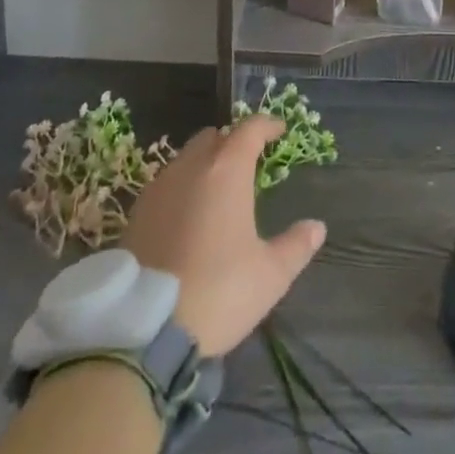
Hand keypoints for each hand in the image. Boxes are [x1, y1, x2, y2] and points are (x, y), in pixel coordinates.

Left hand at [122, 115, 326, 356]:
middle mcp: (192, 165)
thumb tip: (317, 227)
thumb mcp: (269, 276)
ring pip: (187, 157)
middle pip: (215, 137)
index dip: (267, 125)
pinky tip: (188, 215)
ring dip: (206, 163)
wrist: (143, 328)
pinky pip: (166, 182)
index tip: (280, 130)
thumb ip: (296, 246)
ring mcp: (160, 186)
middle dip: (233, 142)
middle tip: (249, 163)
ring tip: (218, 190)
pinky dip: (183, 186)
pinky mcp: (137, 211)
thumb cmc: (217, 292)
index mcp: (227, 169)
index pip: (250, 129)